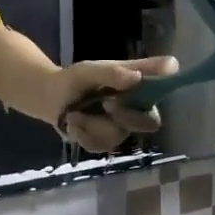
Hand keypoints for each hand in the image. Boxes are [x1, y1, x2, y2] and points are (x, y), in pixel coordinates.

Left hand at [53, 56, 180, 153]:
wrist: (52, 97)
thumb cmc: (78, 79)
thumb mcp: (91, 70)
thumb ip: (114, 72)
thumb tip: (137, 77)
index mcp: (139, 90)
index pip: (161, 96)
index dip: (153, 98)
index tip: (128, 90)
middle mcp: (136, 112)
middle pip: (148, 123)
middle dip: (125, 115)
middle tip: (106, 103)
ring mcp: (121, 130)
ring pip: (117, 135)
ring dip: (93, 123)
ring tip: (76, 112)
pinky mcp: (104, 143)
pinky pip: (99, 145)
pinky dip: (81, 133)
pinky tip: (73, 122)